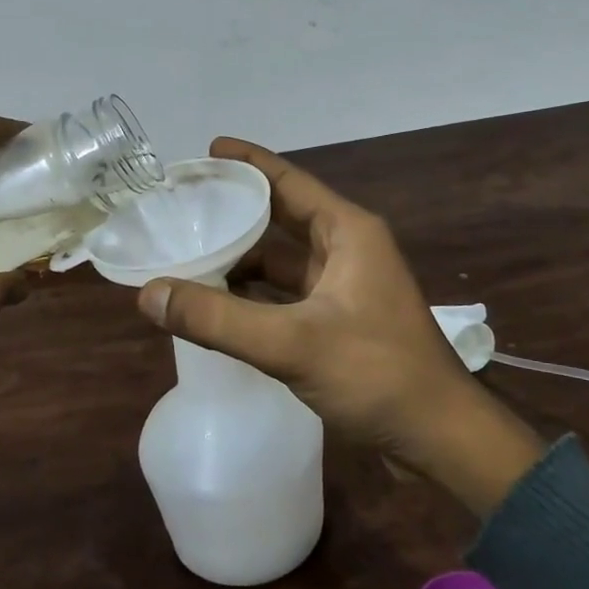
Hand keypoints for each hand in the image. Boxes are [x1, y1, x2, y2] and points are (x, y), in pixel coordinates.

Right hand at [136, 138, 545, 515]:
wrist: (440, 438)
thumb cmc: (376, 374)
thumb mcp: (292, 343)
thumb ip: (217, 319)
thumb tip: (148, 293)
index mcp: (348, 232)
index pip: (289, 180)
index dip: (248, 162)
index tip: (206, 150)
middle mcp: (348, 249)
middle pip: (283, 215)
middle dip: (238, 209)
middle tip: (186, 203)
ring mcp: (346, 286)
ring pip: (284, 259)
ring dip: (243, 256)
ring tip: (191, 252)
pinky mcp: (341, 320)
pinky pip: (288, 293)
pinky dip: (255, 294)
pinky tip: (221, 303)